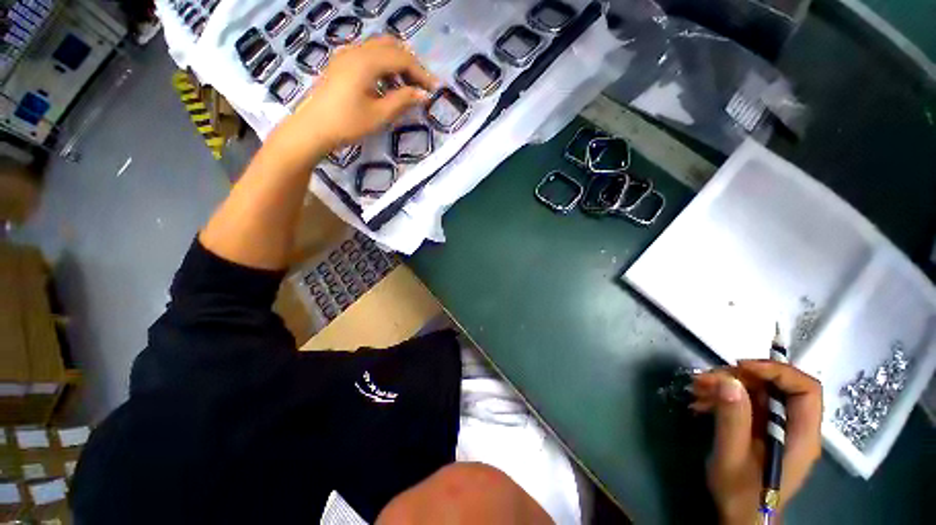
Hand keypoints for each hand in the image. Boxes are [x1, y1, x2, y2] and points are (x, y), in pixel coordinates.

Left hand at [290, 35, 437, 153]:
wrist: (313, 128)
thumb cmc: (347, 123)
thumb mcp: (379, 114)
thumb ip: (403, 100)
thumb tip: (423, 95)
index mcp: (366, 61)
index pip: (402, 59)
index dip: (421, 73)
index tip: (434, 89)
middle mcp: (356, 50)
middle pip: (391, 46)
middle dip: (410, 64)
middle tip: (421, 85)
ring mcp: (346, 55)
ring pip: (379, 49)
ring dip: (397, 64)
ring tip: (407, 87)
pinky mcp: (341, 63)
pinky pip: (368, 55)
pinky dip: (383, 66)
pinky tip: (387, 85)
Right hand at [692, 360, 822, 523]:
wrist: (740, 517)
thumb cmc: (741, 495)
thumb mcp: (732, 458)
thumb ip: (733, 421)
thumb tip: (729, 381)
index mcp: (801, 436)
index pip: (806, 390)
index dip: (777, 372)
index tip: (740, 367)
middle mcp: (795, 427)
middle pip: (777, 386)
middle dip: (740, 377)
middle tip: (707, 378)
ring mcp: (779, 428)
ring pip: (759, 391)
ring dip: (727, 385)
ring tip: (697, 389)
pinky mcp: (763, 429)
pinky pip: (747, 402)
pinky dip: (723, 397)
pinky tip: (701, 402)